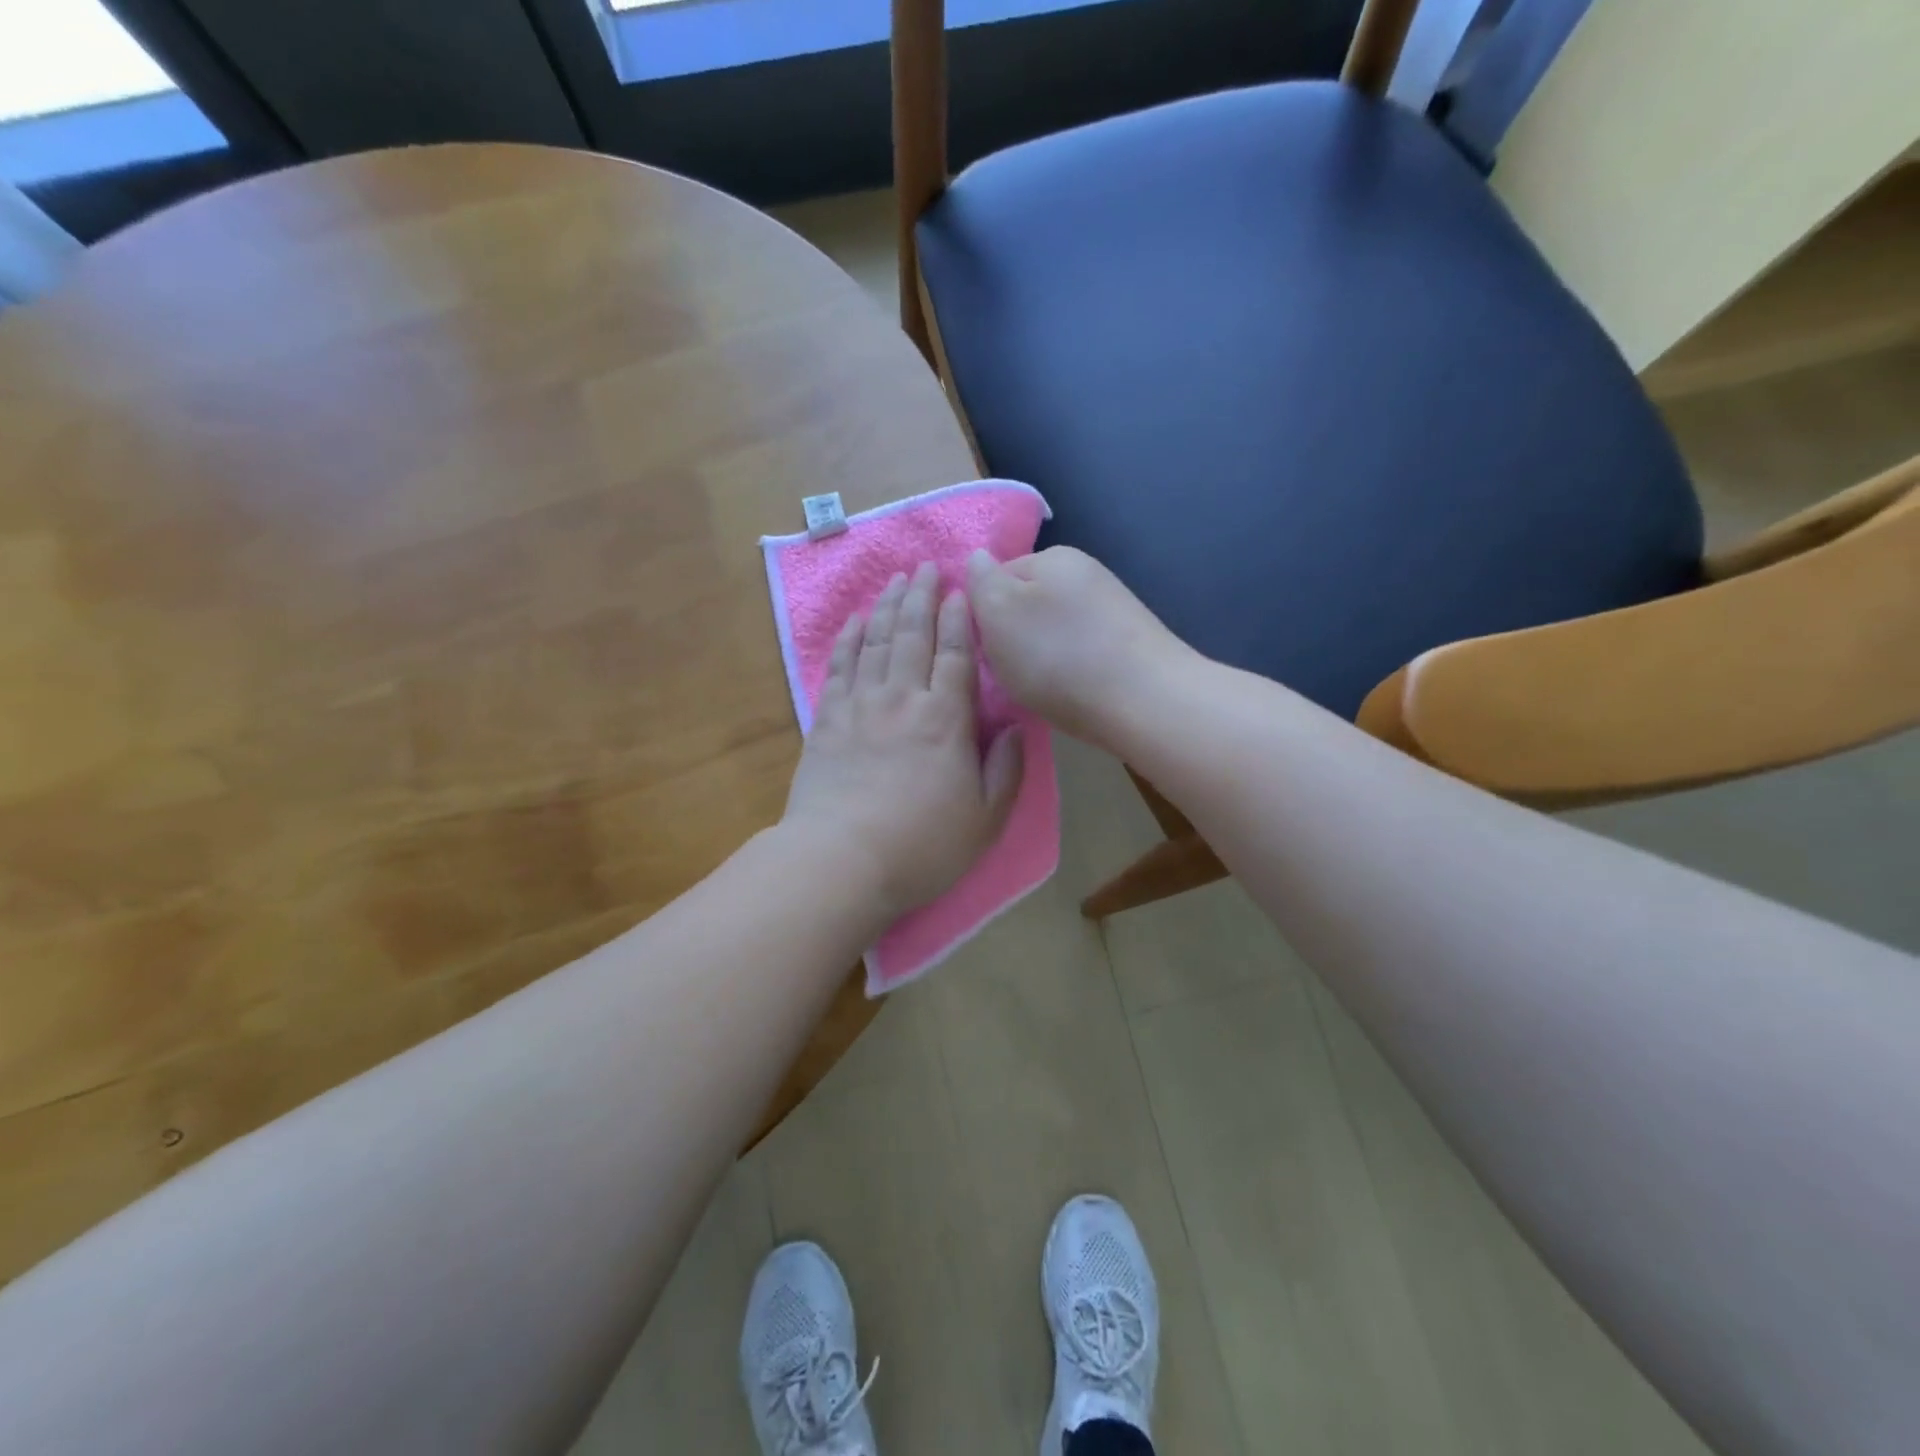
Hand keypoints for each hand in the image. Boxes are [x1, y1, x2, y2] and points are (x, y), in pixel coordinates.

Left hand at [782, 563, 1024, 921]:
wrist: (841, 861)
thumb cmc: (922, 846)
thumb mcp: (986, 819)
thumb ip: (1005, 769)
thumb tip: (1015, 727)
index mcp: (946, 719)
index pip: (956, 655)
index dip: (959, 619)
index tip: (960, 590)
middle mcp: (903, 699)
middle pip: (913, 635)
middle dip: (922, 597)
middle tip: (927, 566)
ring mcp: (860, 706)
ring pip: (876, 642)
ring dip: (887, 607)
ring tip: (896, 580)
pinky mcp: (826, 721)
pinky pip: (840, 667)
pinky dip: (849, 639)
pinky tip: (855, 621)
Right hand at [966, 546, 1192, 748]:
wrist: (1144, 701)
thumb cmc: (1058, 656)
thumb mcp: (999, 614)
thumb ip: (981, 583)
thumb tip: (977, 558)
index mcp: (1052, 557)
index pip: (997, 577)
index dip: (981, 613)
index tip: (982, 647)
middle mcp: (1085, 573)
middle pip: (1027, 604)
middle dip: (1012, 637)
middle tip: (1009, 671)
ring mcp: (1112, 608)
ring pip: (1054, 631)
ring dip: (1040, 656)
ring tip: (1042, 687)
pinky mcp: (1129, 643)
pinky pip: (1081, 651)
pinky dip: (1069, 670)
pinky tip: (1072, 692)